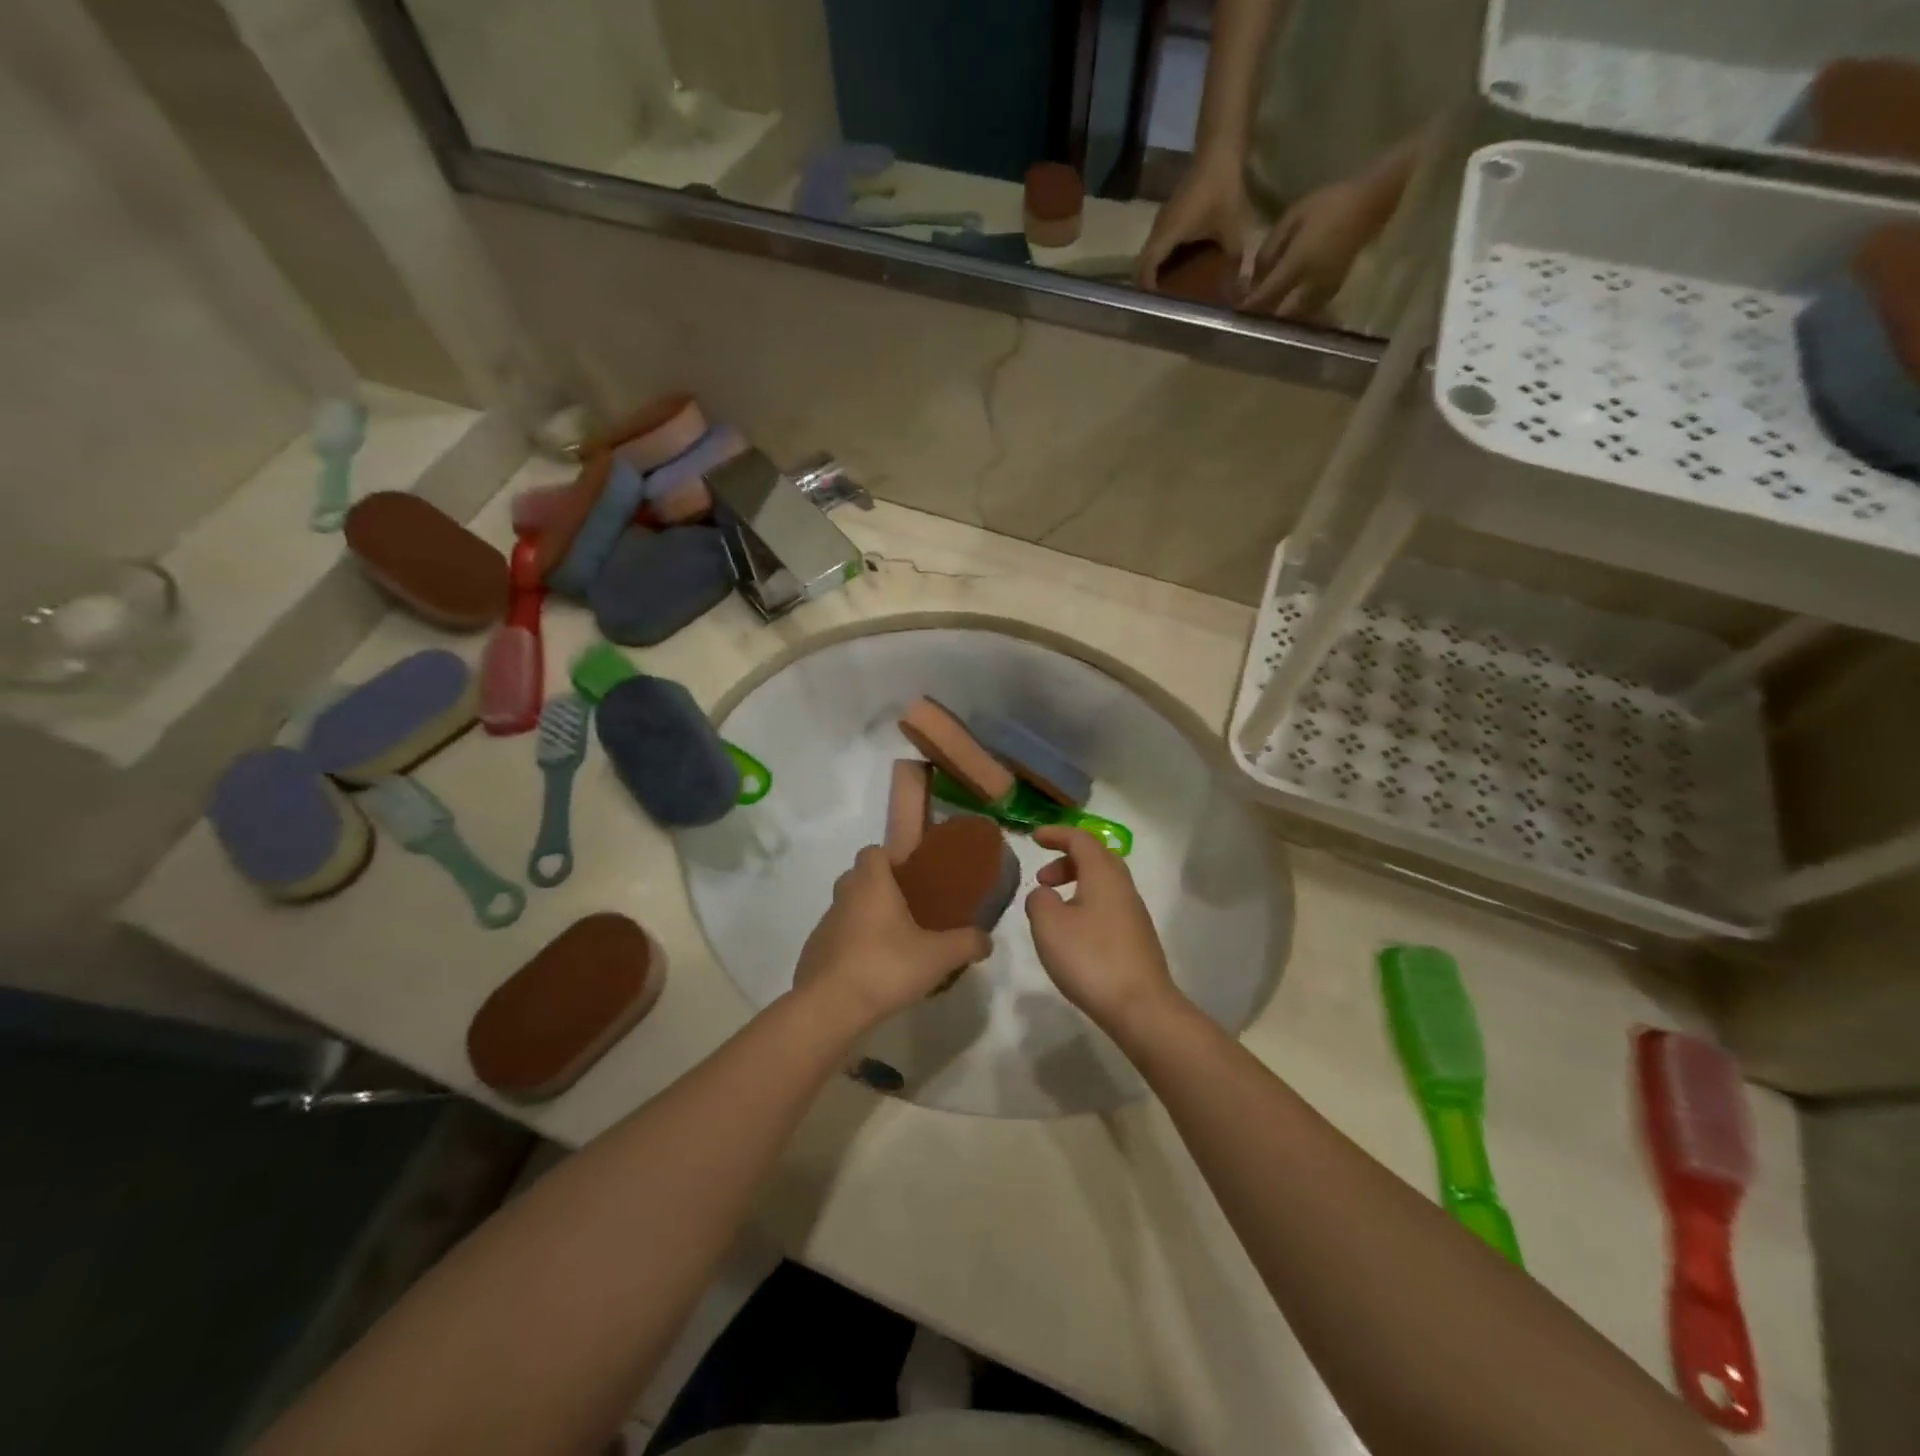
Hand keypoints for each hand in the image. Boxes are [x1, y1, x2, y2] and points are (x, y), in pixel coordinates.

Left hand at [793, 846, 990, 1031]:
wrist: (829, 1007)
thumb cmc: (886, 967)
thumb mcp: (938, 956)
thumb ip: (967, 943)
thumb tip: (987, 940)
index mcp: (871, 884)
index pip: (873, 851)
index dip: (891, 859)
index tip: (911, 878)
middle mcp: (844, 896)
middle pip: (859, 878)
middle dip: (880, 889)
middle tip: (907, 911)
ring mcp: (824, 925)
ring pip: (847, 909)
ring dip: (865, 919)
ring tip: (892, 945)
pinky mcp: (813, 953)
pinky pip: (836, 939)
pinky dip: (851, 947)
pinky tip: (870, 971)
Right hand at [1025, 827, 1181, 1039]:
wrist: (1141, 1007)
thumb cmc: (1091, 958)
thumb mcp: (1049, 925)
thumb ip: (1039, 900)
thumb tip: (1045, 894)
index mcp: (1103, 874)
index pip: (1080, 840)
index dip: (1056, 834)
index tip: (1033, 838)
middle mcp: (1123, 887)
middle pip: (1096, 858)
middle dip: (1066, 860)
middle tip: (1041, 878)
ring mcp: (1134, 913)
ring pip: (1103, 883)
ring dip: (1076, 884)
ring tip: (1052, 908)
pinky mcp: (1137, 938)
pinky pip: (1108, 905)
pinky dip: (1086, 904)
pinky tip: (1073, 933)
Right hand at [1132, 151, 1257, 291]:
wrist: (1219, 152)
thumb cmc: (1223, 192)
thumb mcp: (1233, 232)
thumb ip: (1234, 263)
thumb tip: (1239, 291)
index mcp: (1165, 238)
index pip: (1144, 272)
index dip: (1148, 293)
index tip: (1159, 307)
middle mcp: (1157, 232)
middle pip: (1142, 266)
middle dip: (1150, 286)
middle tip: (1166, 302)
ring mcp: (1161, 223)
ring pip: (1149, 256)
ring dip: (1156, 272)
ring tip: (1173, 288)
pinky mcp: (1168, 216)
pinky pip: (1158, 245)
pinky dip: (1164, 259)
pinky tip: (1181, 266)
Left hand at [1241, 176, 1388, 318]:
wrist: (1372, 201)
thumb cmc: (1329, 203)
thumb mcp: (1292, 218)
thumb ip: (1269, 249)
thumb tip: (1252, 277)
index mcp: (1298, 263)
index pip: (1265, 296)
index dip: (1247, 306)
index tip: (1232, 312)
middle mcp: (1310, 284)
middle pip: (1277, 315)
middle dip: (1260, 319)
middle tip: (1246, 318)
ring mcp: (1324, 291)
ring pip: (1292, 318)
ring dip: (1275, 320)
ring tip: (1261, 317)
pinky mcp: (1332, 292)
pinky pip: (1306, 312)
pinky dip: (1291, 315)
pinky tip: (1282, 310)